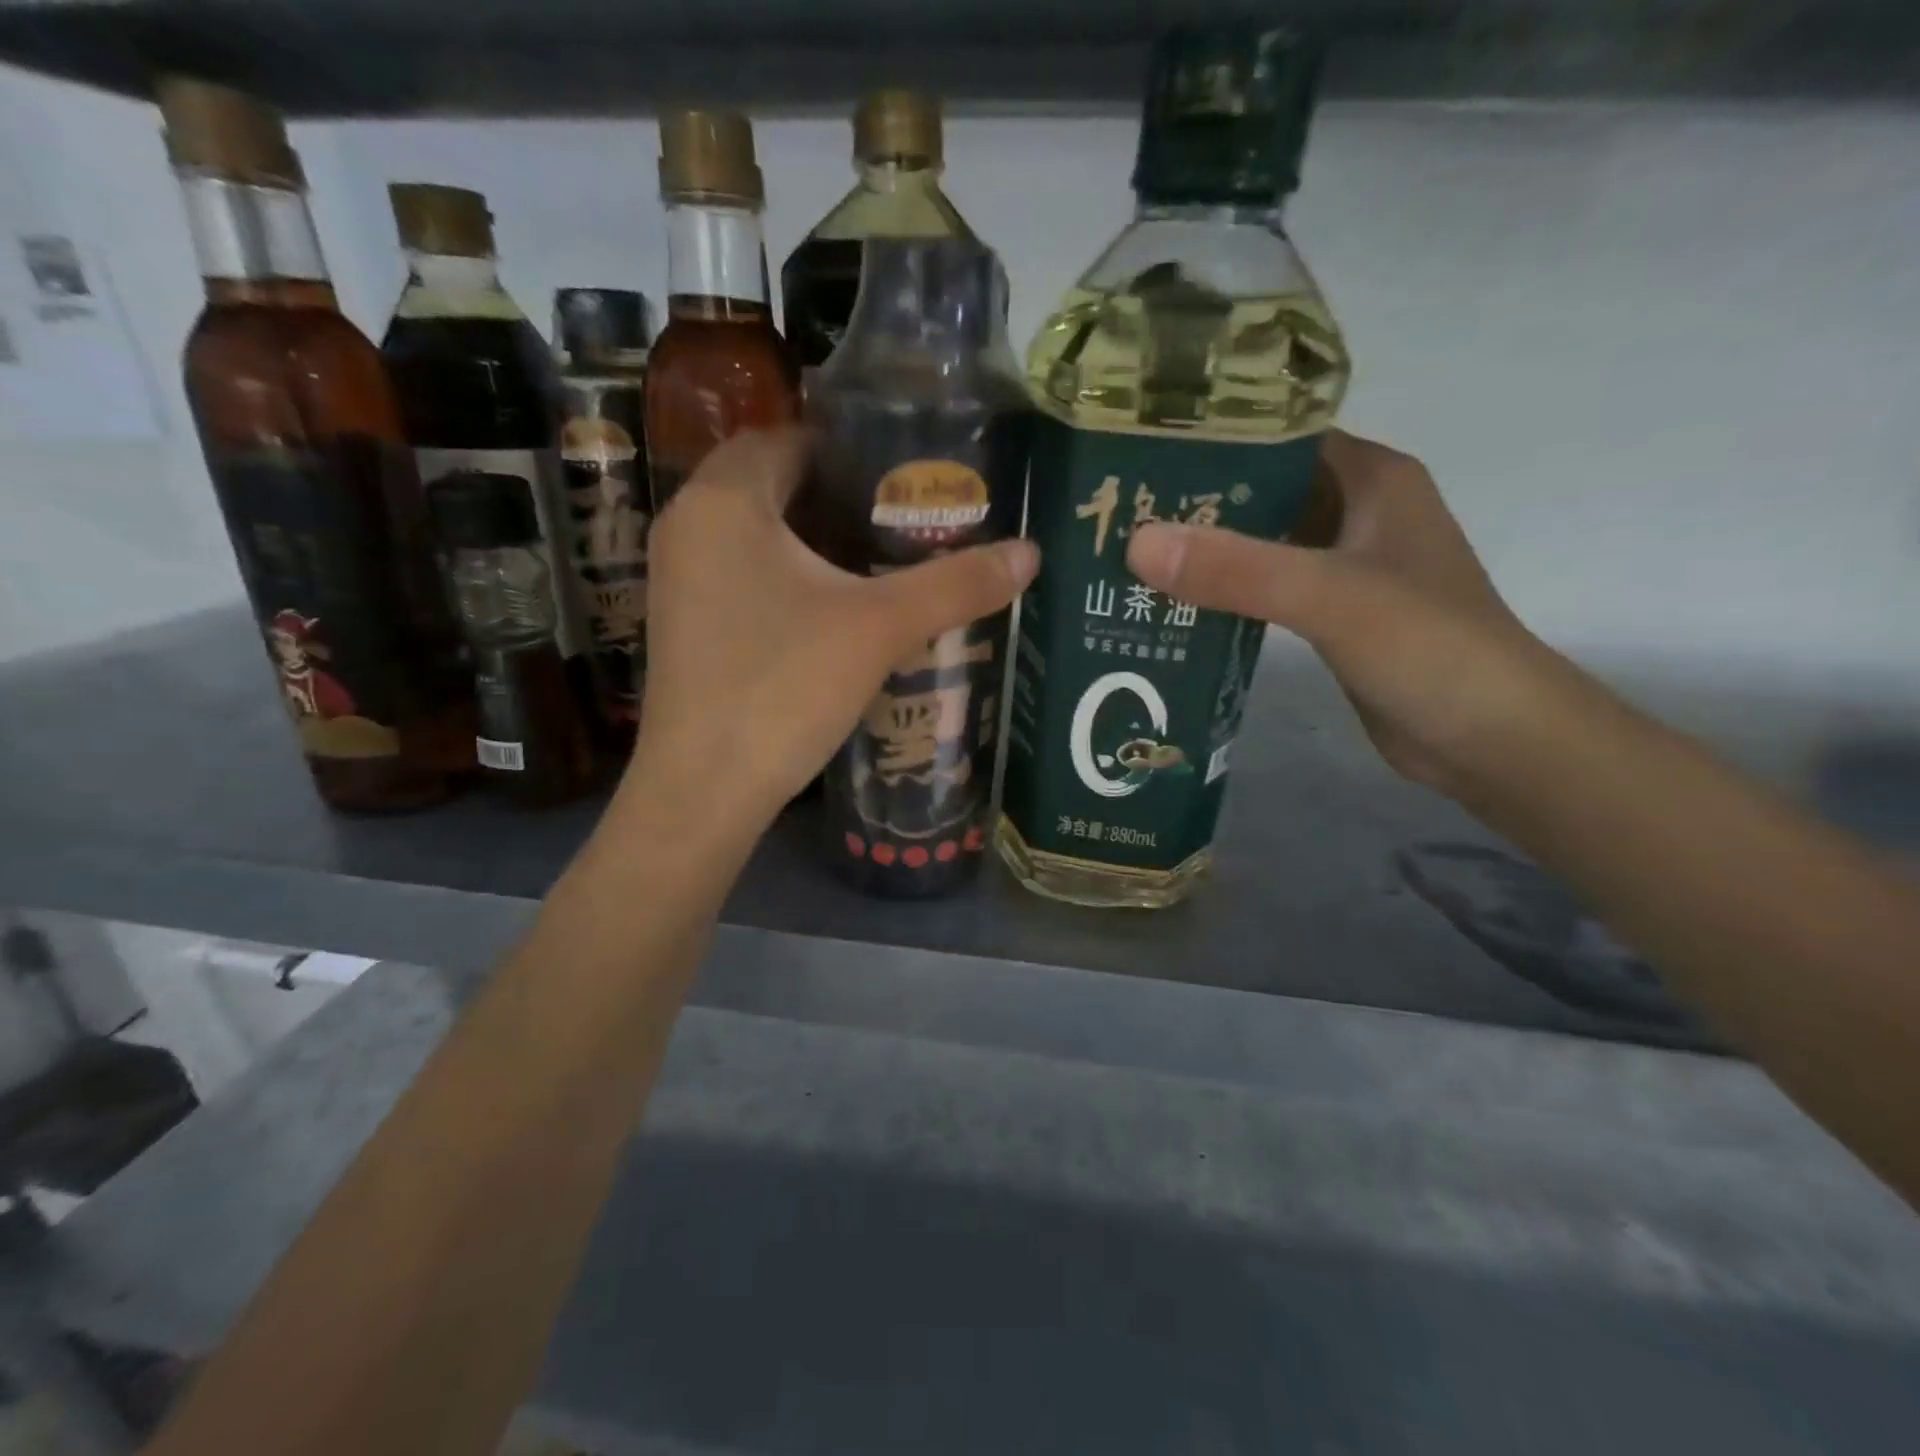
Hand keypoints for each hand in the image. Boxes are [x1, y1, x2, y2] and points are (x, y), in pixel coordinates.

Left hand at [628, 427, 1037, 828]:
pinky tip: (834, 610)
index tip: (904, 477)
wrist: (703, 790)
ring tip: (880, 561)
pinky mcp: (684, 624)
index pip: (788, 439)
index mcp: (725, 500)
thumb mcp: (880, 628)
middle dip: (836, 497)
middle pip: (771, 485)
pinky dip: (786, 576)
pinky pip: (740, 574)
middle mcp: (689, 525)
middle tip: (903, 520)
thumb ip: (955, 585)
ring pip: (755, 534)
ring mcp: (678, 578)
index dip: (849, 451)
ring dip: (811, 539)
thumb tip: (1030, 552)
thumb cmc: (783, 687)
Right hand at [1126, 429, 1559, 797]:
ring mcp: (1343, 566)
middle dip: (1192, 501)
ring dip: (1204, 551)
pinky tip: (1171, 605)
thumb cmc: (1429, 649)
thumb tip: (1135, 543)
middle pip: (1259, 489)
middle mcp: (1356, 510)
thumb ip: (1238, 569)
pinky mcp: (1330, 614)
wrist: (1492, 739)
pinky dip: (1223, 593)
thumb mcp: (1331, 598)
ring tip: (1126, 556)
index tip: (1135, 452)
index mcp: (1370, 477)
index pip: (1276, 434)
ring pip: (1258, 542)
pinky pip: (1263, 588)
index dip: (1209, 438)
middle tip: (1116, 512)